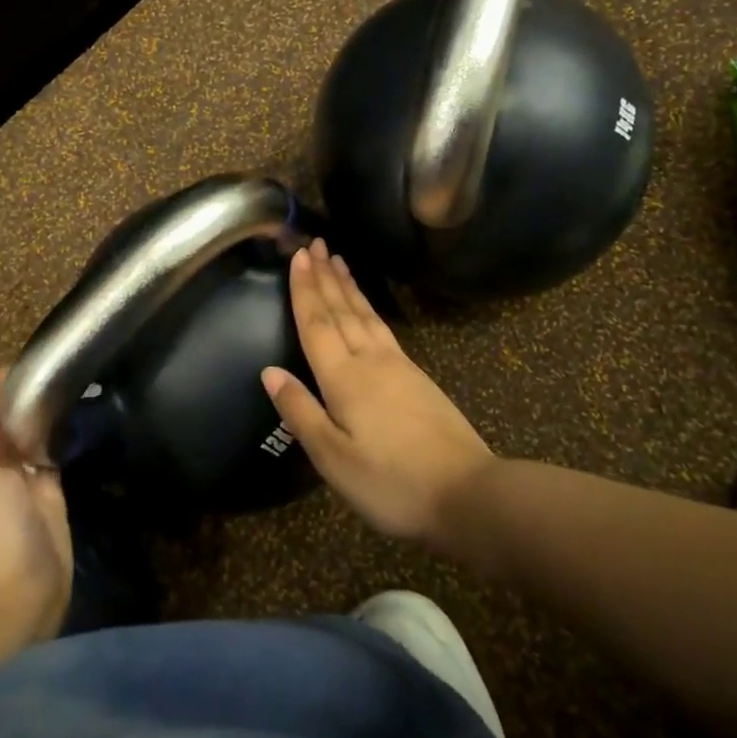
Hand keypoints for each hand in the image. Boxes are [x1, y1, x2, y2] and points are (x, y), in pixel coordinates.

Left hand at [0, 368, 72, 640]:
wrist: (22, 593)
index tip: (21, 360)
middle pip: (6, 418)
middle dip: (20, 392)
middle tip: (50, 363)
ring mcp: (24, 476)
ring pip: (30, 430)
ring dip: (40, 408)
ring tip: (64, 376)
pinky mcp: (52, 486)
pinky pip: (52, 449)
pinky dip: (57, 430)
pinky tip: (72, 407)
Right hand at [262, 239, 495, 548]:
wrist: (467, 494)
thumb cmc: (391, 483)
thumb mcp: (334, 458)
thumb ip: (300, 411)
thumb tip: (269, 371)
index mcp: (343, 378)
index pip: (317, 324)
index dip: (305, 289)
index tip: (298, 255)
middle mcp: (369, 361)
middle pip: (341, 310)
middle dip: (325, 276)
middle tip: (315, 243)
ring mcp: (398, 366)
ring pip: (365, 315)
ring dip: (348, 286)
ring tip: (338, 261)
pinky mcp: (417, 377)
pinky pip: (383, 327)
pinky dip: (369, 308)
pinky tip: (367, 308)